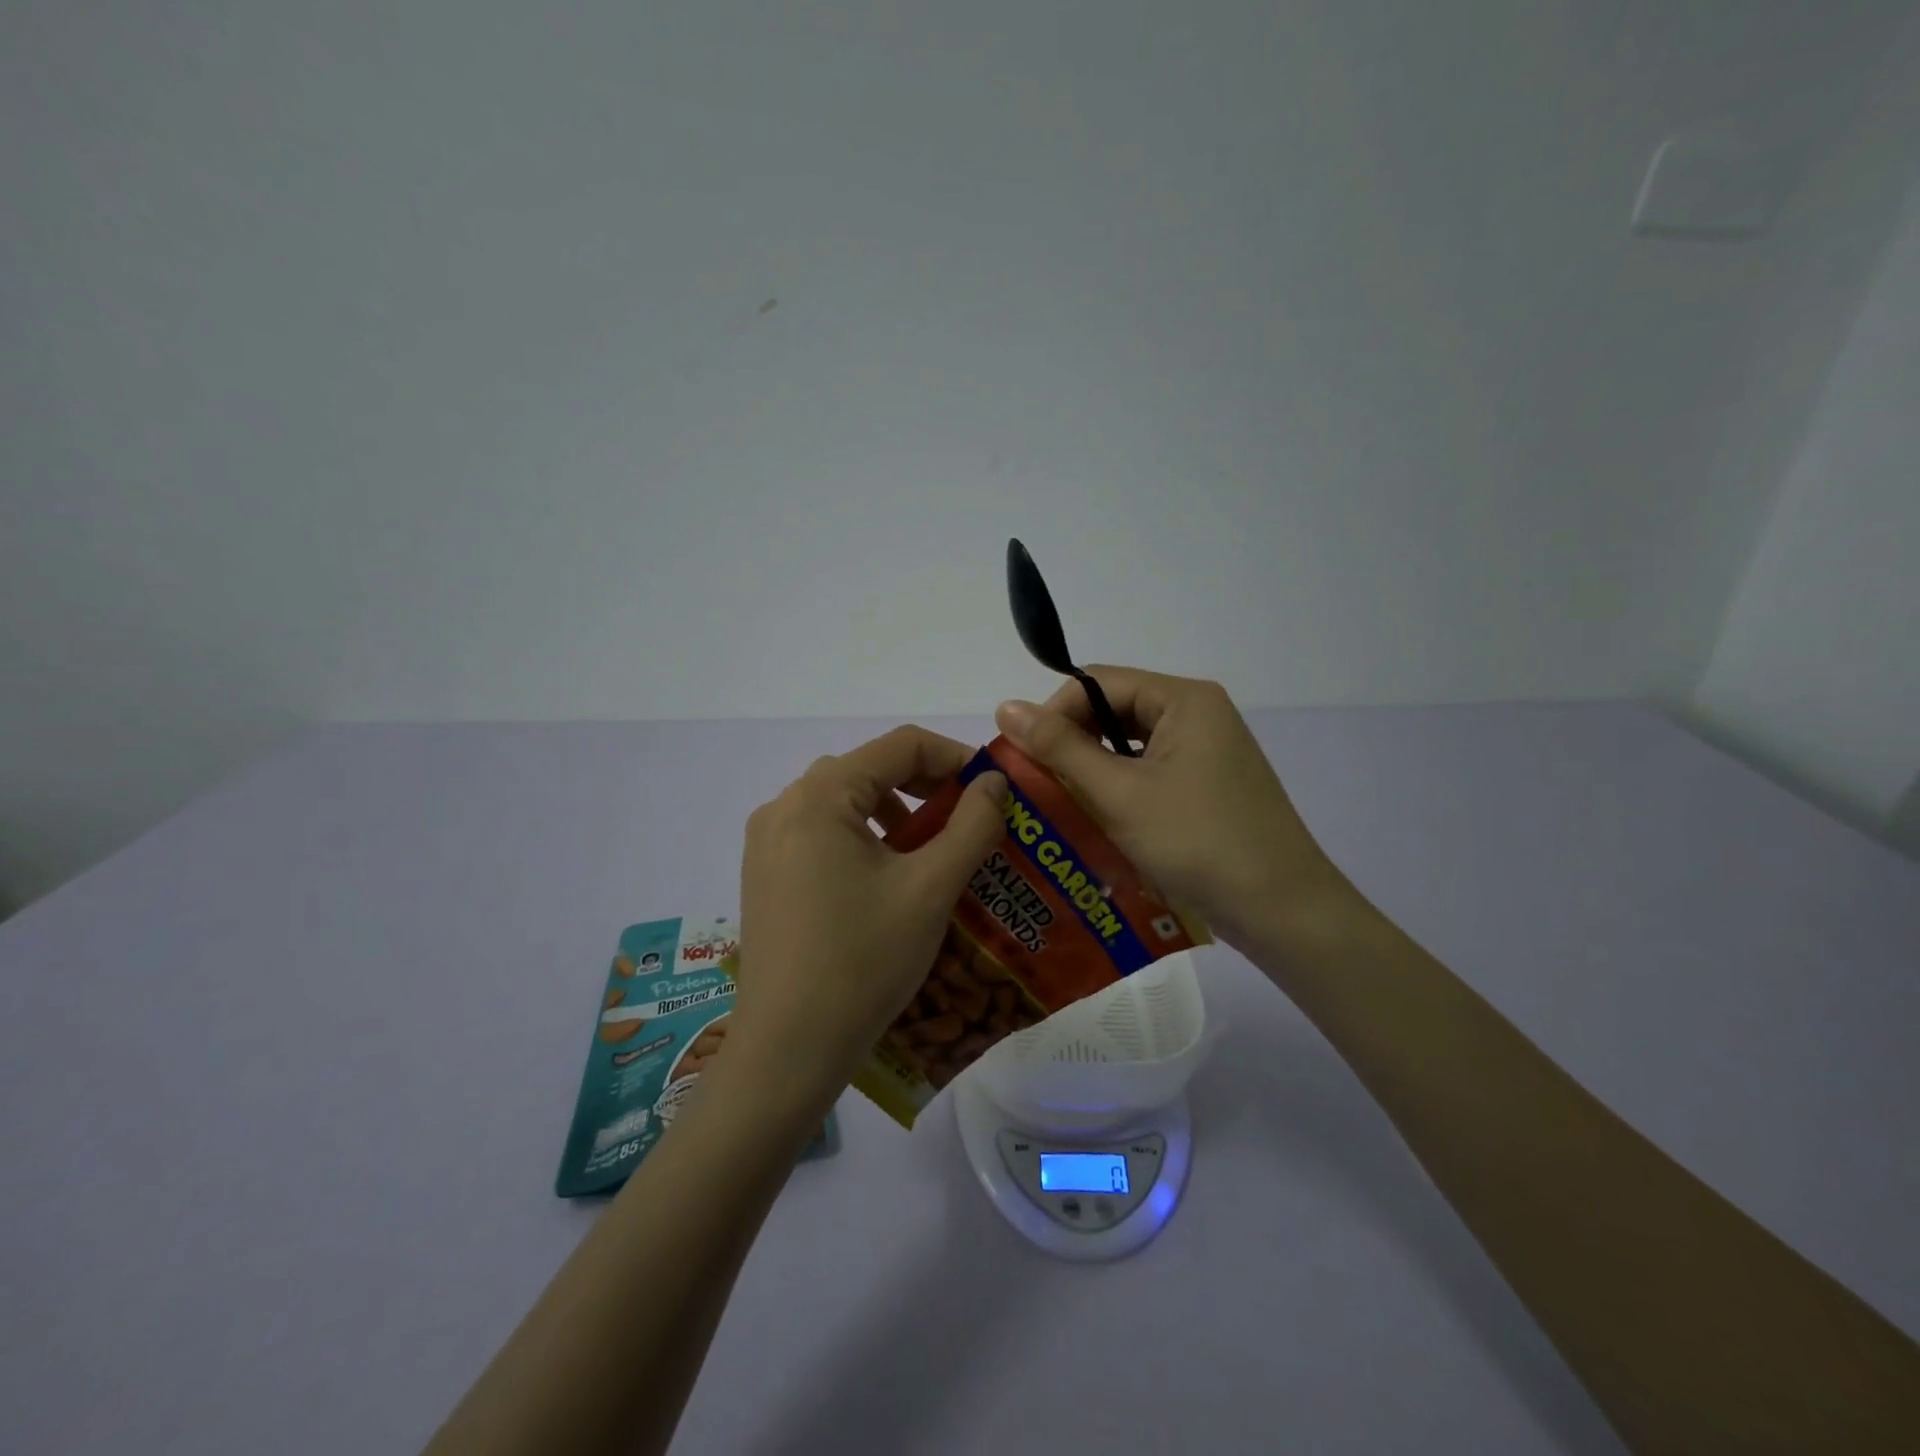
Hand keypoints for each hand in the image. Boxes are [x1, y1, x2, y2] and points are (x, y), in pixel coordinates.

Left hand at [731, 726, 1006, 1108]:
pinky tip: (889, 878)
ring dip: (896, 813)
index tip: (994, 789)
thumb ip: (972, 824)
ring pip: (846, 802)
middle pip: (870, 769)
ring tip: (933, 850)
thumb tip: (994, 782)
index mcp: (820, 796)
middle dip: (927, 787)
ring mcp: (768, 841)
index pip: (900, 746)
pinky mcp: (765, 873)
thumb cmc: (864, 961)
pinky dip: (864, 838)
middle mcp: (785, 805)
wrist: (788, 1049)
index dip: (955, 758)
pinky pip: (823, 833)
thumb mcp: (931, 888)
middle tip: (970, 819)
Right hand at [995, 668, 1357, 955]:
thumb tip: (1005, 705)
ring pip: (1130, 746)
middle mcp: (1198, 714)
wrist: (1282, 912)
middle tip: (1036, 783)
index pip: (1097, 682)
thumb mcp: (1120, 793)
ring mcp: (1207, 752)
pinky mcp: (1208, 786)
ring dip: (1092, 770)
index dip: (1053, 713)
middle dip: (1071, 744)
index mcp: (1184, 699)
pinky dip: (1119, 790)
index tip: (1023, 757)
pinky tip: (1097, 820)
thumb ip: (1060, 748)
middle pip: (1114, 711)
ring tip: (1058, 803)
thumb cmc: (1198, 842)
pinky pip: (1150, 773)